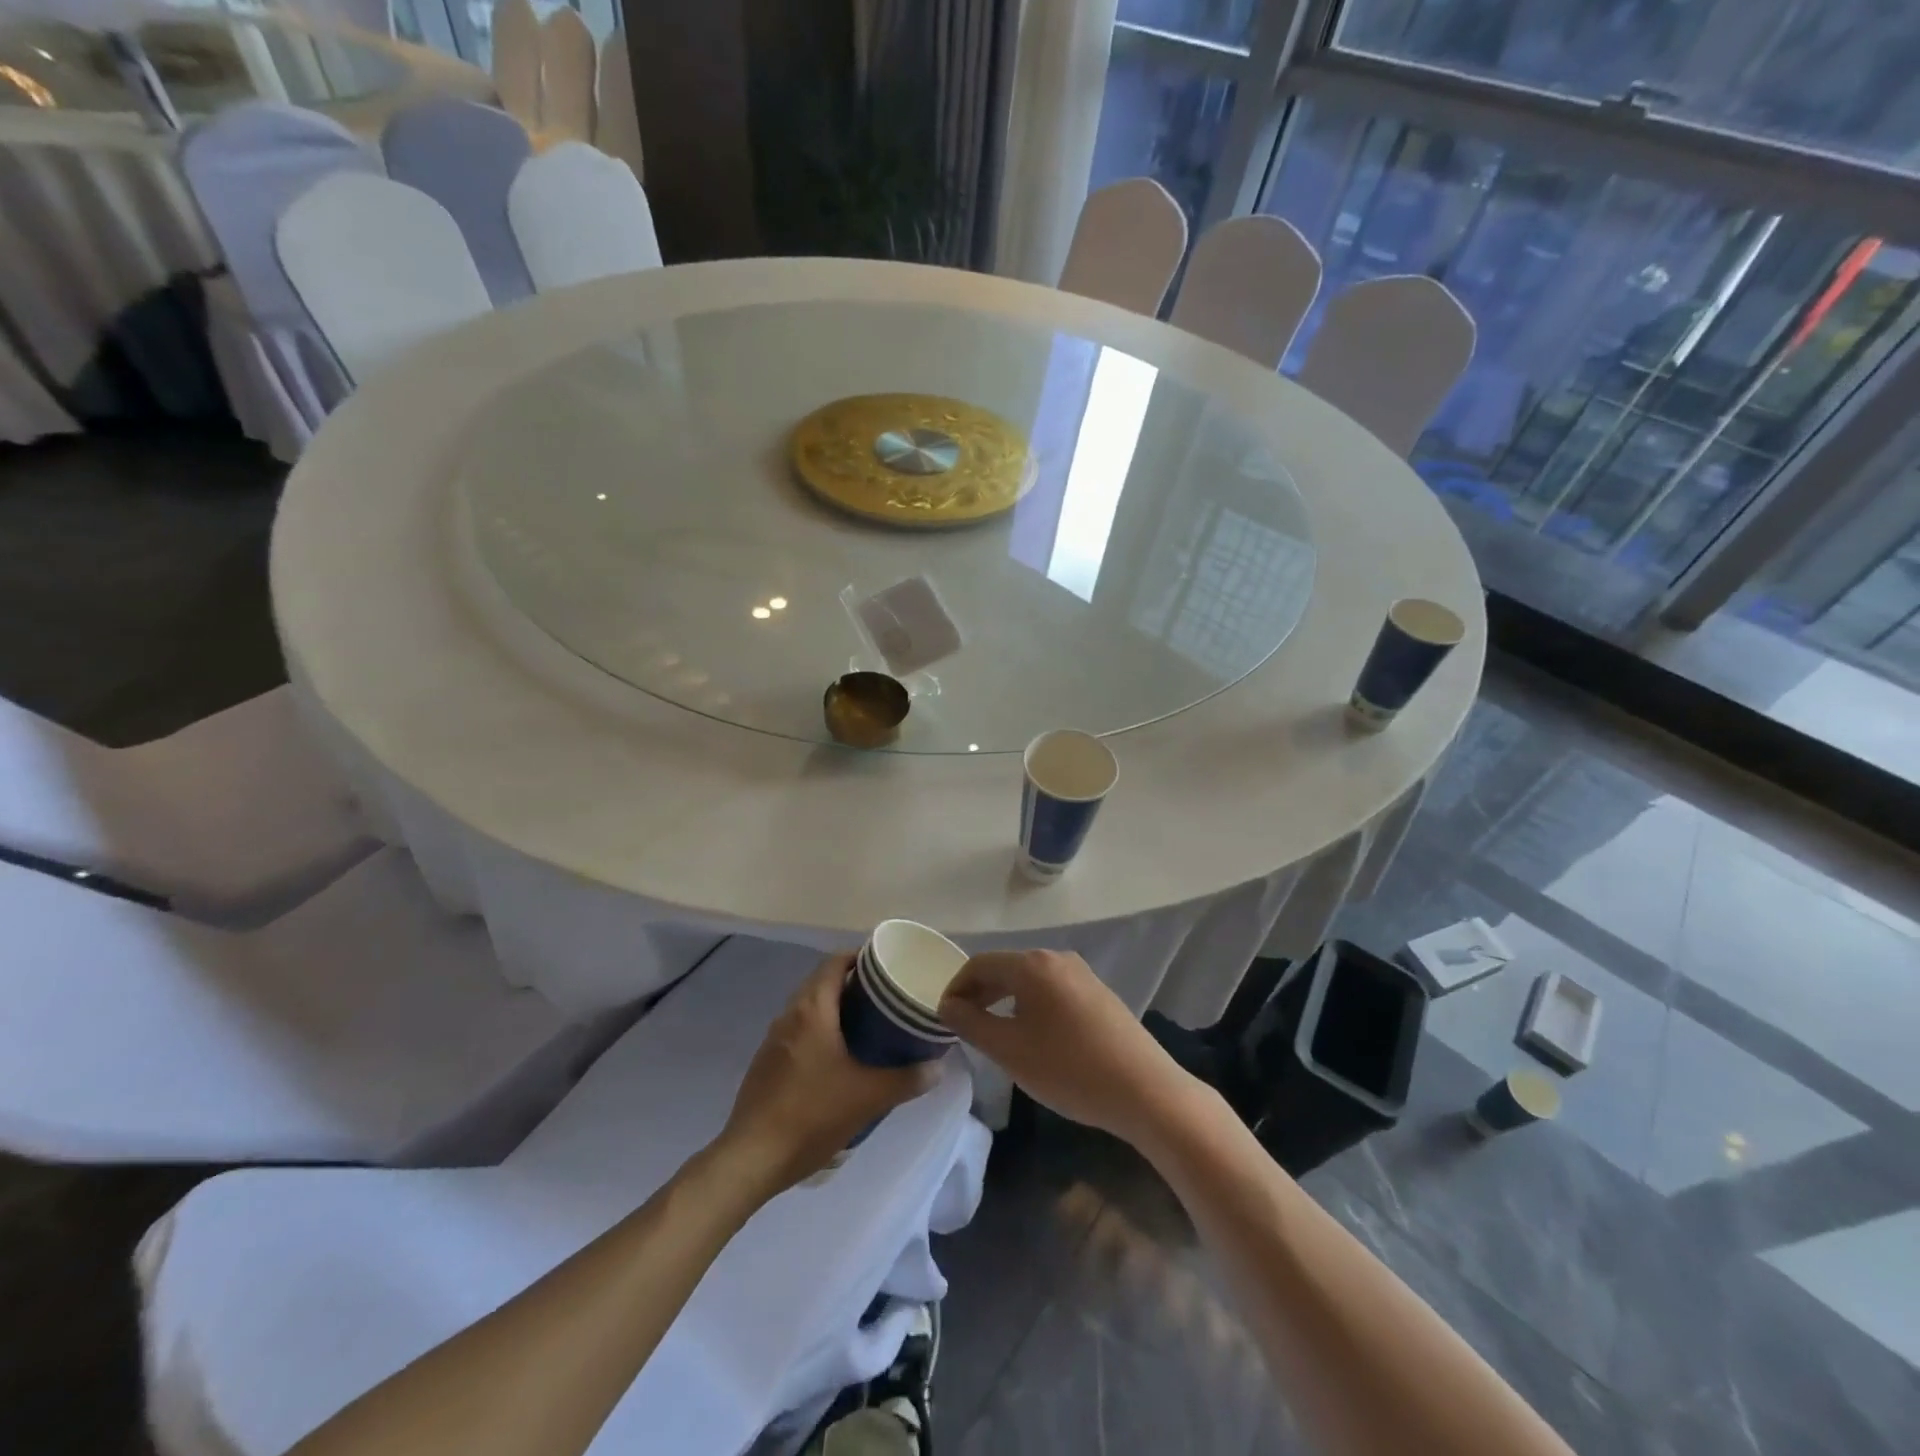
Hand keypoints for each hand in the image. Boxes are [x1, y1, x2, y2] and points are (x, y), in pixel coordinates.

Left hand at [719, 953, 941, 1194]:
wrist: (752, 1158)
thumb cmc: (812, 1114)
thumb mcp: (869, 1097)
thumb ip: (907, 1079)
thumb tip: (938, 1067)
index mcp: (812, 1009)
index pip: (835, 962)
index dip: (861, 957)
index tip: (887, 966)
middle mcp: (789, 1015)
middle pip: (822, 982)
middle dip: (853, 983)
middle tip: (885, 996)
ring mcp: (774, 1039)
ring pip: (809, 1007)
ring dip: (836, 1008)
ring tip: (868, 1024)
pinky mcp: (767, 1062)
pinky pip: (799, 1030)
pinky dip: (821, 1030)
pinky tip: (839, 1057)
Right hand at [938, 950, 1191, 1145]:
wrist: (1145, 1091)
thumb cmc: (1069, 1069)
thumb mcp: (1010, 1051)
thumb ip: (972, 1024)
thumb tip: (948, 1005)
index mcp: (1033, 964)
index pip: (980, 964)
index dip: (956, 987)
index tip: (943, 1017)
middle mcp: (1057, 958)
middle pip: (1006, 967)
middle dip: (980, 993)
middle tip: (962, 1026)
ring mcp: (1082, 974)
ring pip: (1029, 980)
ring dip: (1004, 1000)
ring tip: (992, 1033)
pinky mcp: (1098, 994)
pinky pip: (1051, 990)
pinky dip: (1030, 1005)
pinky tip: (1032, 1036)